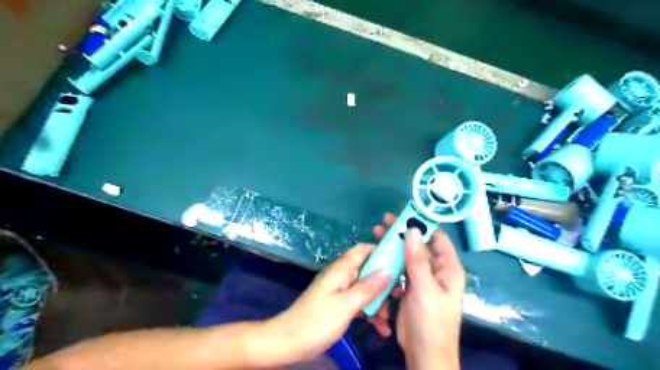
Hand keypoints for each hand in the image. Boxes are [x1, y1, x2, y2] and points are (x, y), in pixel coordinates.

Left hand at [259, 241, 386, 365]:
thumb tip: (387, 270)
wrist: (288, 342)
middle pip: (368, 270)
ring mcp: (340, 290)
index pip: (363, 250)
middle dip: (384, 282)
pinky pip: (358, 302)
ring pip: (365, 288)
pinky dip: (369, 312)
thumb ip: (367, 288)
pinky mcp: (339, 304)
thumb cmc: (316, 322)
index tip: (400, 261)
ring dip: (378, 302)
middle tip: (398, 296)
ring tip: (387, 320)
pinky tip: (380, 328)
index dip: (381, 251)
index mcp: (341, 270)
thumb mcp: (345, 306)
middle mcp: (342, 276)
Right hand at [370, 214, 463, 369]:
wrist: (424, 354)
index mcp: (447, 268)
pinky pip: (400, 268)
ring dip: (394, 245)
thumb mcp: (425, 289)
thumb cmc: (432, 322)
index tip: (403, 213)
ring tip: (377, 233)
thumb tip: (411, 229)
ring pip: (408, 255)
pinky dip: (390, 260)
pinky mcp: (410, 286)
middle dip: (402, 232)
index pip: (437, 237)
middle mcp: (436, 270)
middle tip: (384, 221)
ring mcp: (422, 278)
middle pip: (419, 244)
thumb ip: (417, 260)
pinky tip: (379, 255)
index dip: (422, 223)